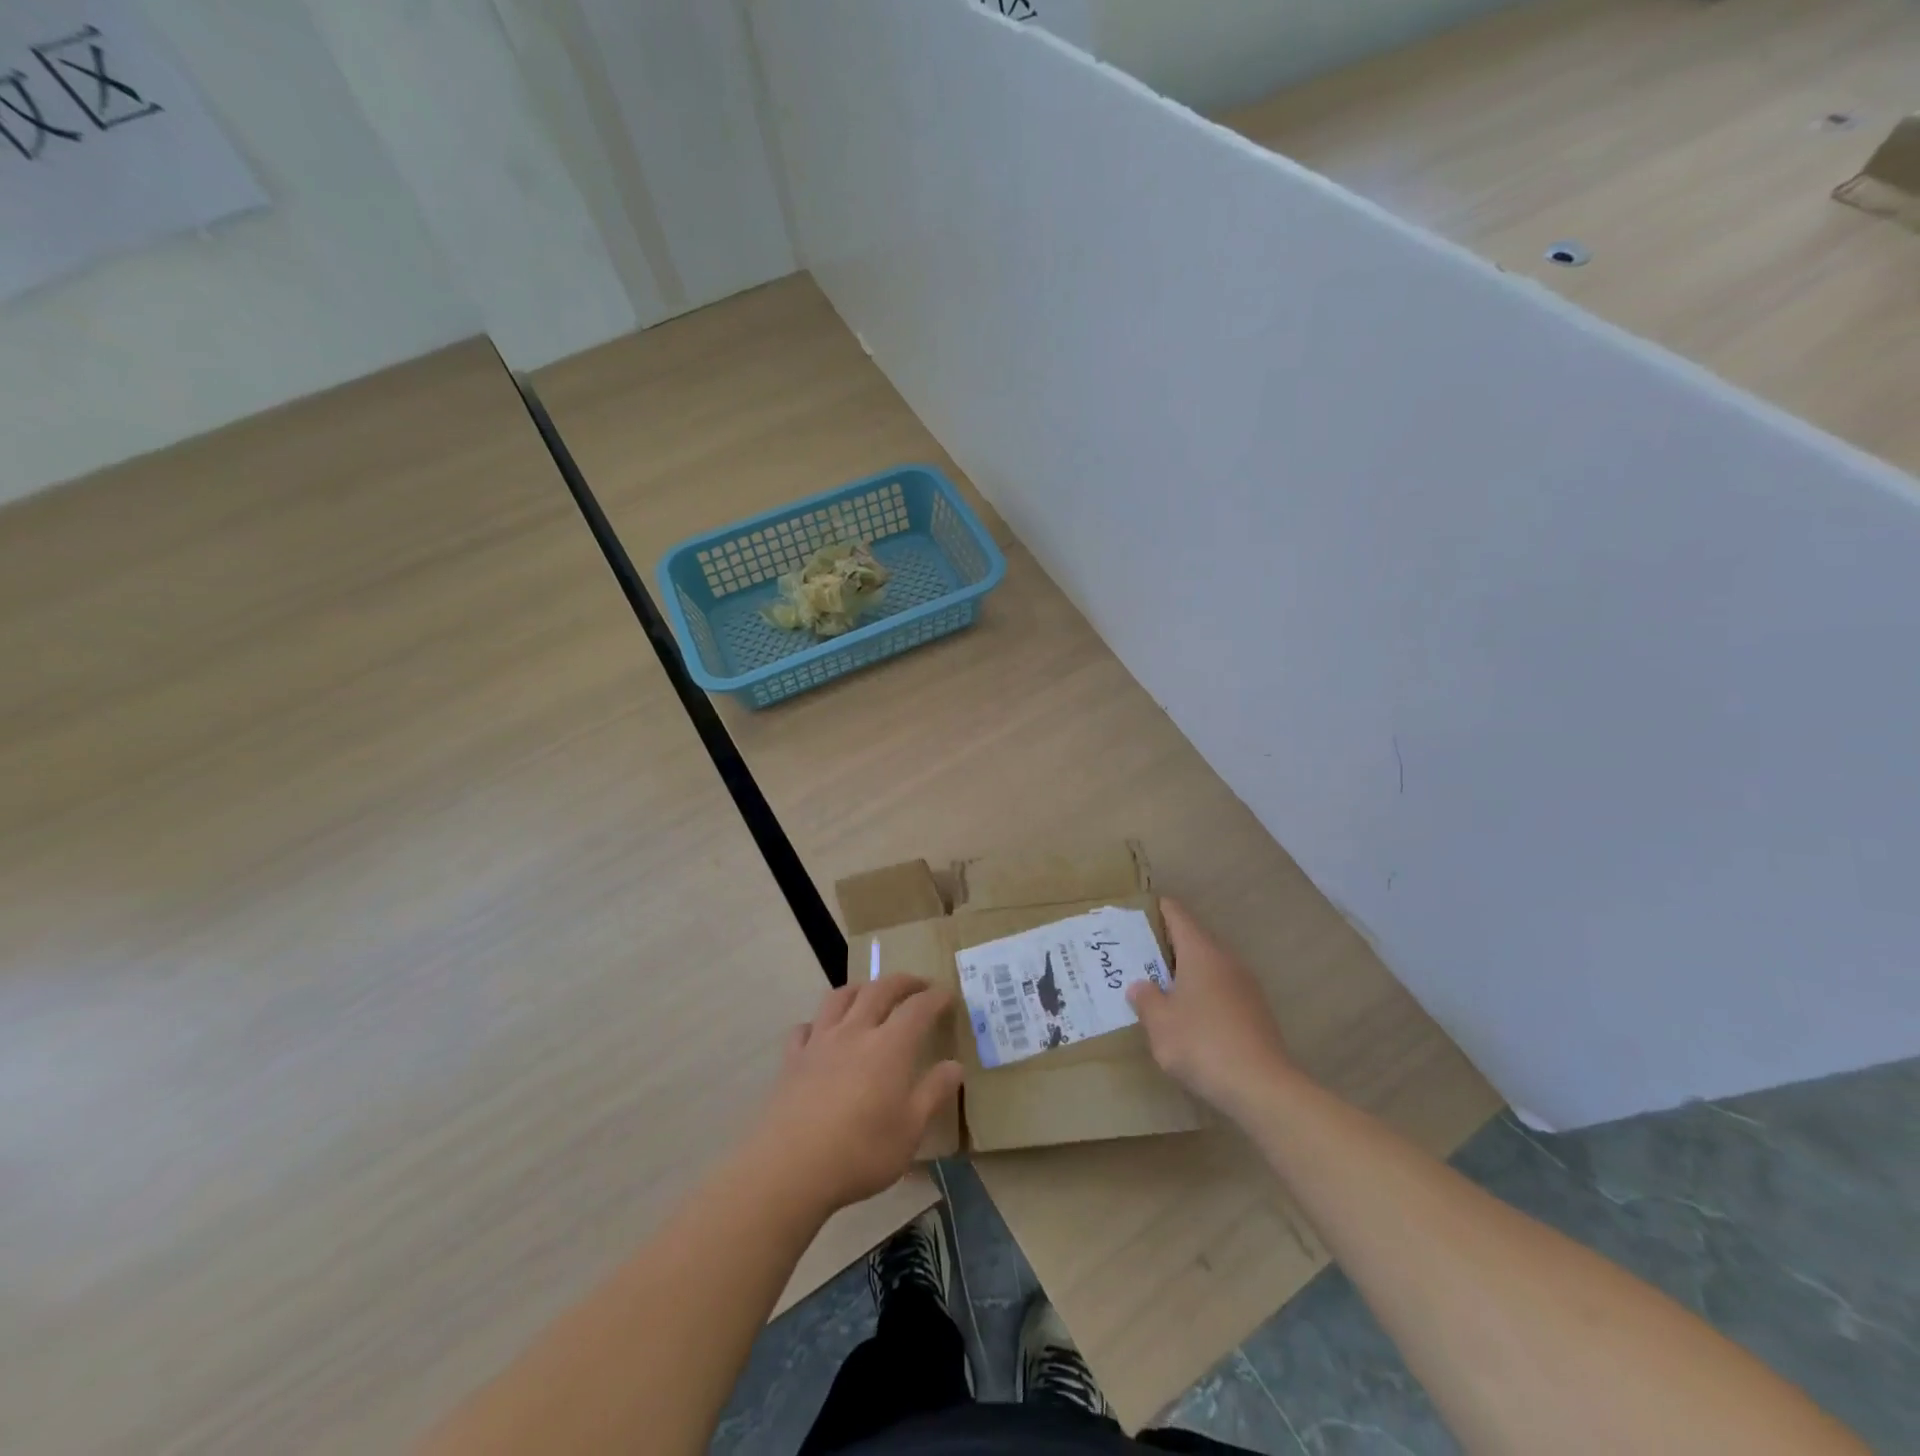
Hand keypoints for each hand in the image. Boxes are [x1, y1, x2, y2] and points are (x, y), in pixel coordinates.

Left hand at [748, 975, 963, 1215]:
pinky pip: (805, 1027)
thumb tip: (955, 1066)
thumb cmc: (860, 1152)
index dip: (935, 997)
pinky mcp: (792, 1059)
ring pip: (840, 998)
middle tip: (917, 984)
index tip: (947, 995)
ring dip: (860, 988)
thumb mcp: (910, 1131)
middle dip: (902, 982)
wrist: (790, 1168)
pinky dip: (818, 1023)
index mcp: (890, 1047)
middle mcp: (855, 1032)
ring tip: (869, 993)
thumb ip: (933, 1093)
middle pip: (879, 990)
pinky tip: (821, 1033)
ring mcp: (819, 1042)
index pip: (918, 1008)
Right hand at [1127, 899, 1298, 1118]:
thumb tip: (1141, 986)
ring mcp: (1246, 987)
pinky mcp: (1255, 1013)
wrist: (1262, 1087)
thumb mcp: (1160, 1023)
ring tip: (1159, 987)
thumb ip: (1146, 999)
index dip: (1158, 909)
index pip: (1178, 915)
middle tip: (1137, 955)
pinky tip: (1189, 1018)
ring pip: (1209, 967)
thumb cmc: (1202, 1044)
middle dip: (1167, 945)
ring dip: (1185, 973)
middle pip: (1194, 940)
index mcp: (1201, 952)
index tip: (1138, 912)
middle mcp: (1226, 960)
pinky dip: (1202, 994)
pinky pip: (1221, 991)